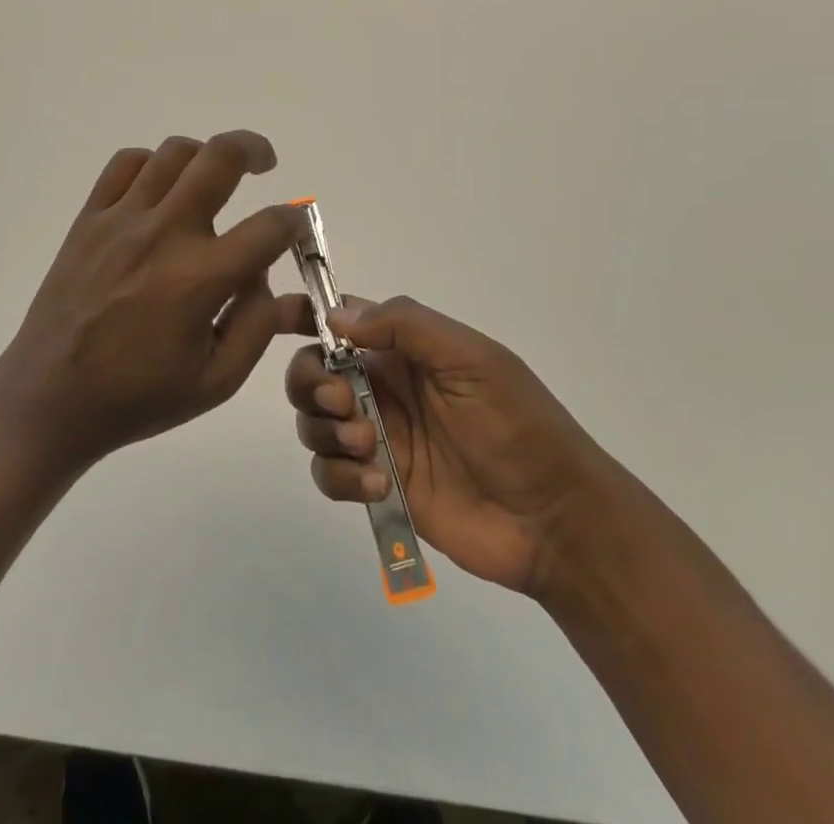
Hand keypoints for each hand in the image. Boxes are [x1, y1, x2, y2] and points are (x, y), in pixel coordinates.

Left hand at [0, 131, 302, 471]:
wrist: (50, 399)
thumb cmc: (138, 397)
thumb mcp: (216, 382)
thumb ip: (257, 326)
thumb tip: (269, 278)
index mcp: (200, 279)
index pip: (270, 226)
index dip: (294, 222)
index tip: (295, 229)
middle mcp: (164, 234)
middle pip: (220, 157)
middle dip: (255, 149)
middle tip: (265, 161)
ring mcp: (122, 220)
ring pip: (174, 152)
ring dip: (205, 155)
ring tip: (212, 176)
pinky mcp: (89, 219)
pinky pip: (125, 164)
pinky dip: (152, 163)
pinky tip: (160, 188)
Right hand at [286, 296, 596, 597]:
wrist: (553, 519)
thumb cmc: (517, 424)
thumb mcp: (472, 359)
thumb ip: (407, 327)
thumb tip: (337, 317)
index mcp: (404, 349)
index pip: (343, 319)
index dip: (308, 314)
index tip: (280, 321)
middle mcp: (382, 387)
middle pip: (312, 369)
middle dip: (310, 381)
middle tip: (341, 403)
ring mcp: (378, 438)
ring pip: (313, 422)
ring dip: (325, 430)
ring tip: (369, 448)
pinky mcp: (377, 486)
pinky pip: (330, 474)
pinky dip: (340, 477)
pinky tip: (378, 485)